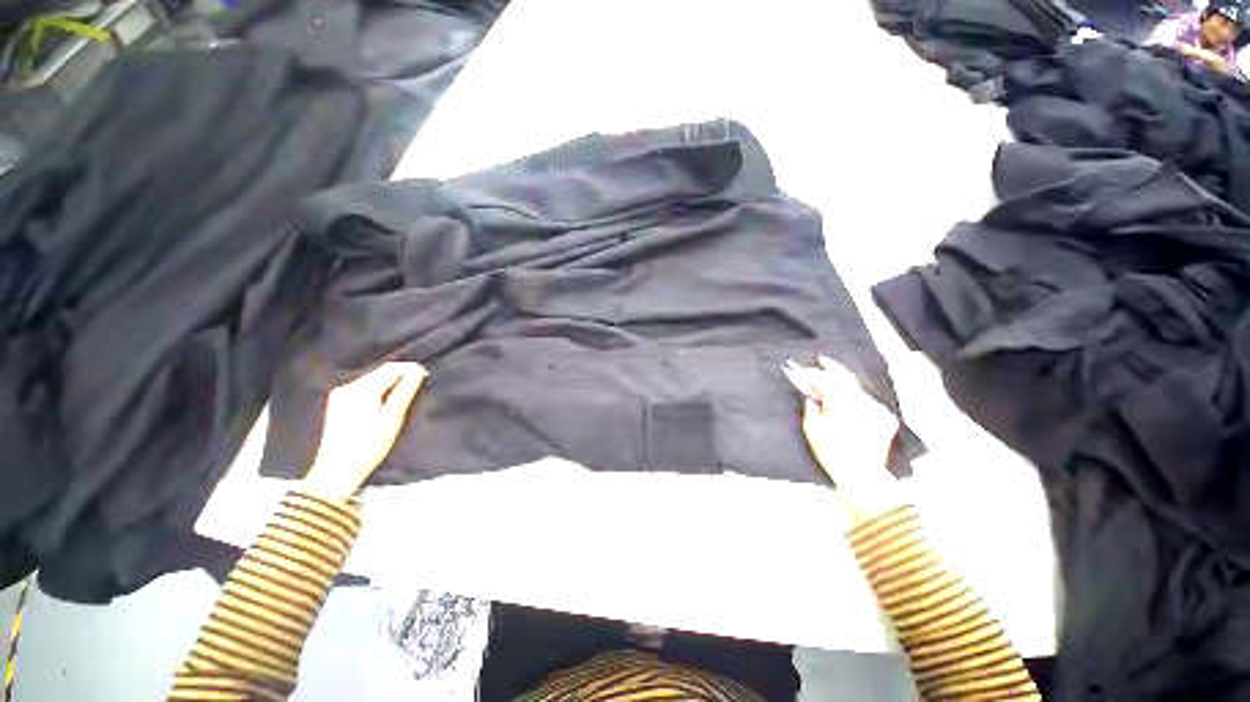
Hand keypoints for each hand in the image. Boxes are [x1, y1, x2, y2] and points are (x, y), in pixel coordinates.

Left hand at [301, 362, 427, 498]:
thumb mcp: (391, 419)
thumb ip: (404, 392)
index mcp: (360, 390)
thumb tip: (418, 371)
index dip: (410, 369)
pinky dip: (379, 390)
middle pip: (380, 372)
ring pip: (372, 380)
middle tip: (419, 385)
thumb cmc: (367, 447)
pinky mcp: (338, 404)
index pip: (390, 369)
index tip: (427, 376)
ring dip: (391, 383)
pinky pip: (364, 388)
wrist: (335, 472)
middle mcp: (347, 387)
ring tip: (406, 394)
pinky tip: (387, 401)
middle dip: (401, 375)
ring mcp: (340, 395)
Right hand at [783, 356, 903, 523]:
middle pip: (845, 377)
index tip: (802, 371)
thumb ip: (811, 406)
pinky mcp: (884, 417)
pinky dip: (854, 397)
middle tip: (820, 361)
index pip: (826, 379)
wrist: (862, 475)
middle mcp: (862, 402)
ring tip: (831, 384)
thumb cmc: (832, 453)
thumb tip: (811, 394)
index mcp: (842, 404)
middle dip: (831, 368)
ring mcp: (876, 409)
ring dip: (843, 384)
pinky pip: (866, 400)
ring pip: (856, 388)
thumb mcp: (812, 429)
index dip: (813, 373)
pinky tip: (847, 403)